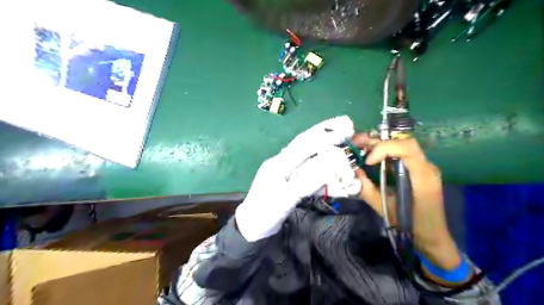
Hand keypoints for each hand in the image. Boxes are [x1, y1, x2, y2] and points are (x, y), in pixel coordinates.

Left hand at [235, 115, 359, 241]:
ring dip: (328, 152)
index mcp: (279, 163)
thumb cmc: (265, 213)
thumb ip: (307, 181)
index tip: (345, 129)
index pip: (304, 144)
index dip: (325, 135)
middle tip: (348, 125)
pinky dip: (325, 172)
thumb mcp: (285, 198)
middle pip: (307, 144)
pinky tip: (336, 172)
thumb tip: (331, 164)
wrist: (252, 227)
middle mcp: (284, 163)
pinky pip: (311, 173)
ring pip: (311, 158)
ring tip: (345, 144)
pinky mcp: (292, 182)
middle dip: (327, 133)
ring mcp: (288, 173)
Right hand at [351, 135, 459, 270]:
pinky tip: (371, 154)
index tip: (368, 162)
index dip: (384, 149)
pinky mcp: (418, 168)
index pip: (407, 148)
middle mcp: (426, 166)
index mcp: (422, 177)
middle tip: (355, 143)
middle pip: (403, 142)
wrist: (432, 235)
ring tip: (360, 146)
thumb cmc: (410, 224)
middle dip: (377, 140)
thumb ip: (367, 189)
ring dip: (379, 143)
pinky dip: (384, 149)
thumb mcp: (384, 208)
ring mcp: (424, 166)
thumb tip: (354, 171)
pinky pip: (401, 152)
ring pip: (402, 144)